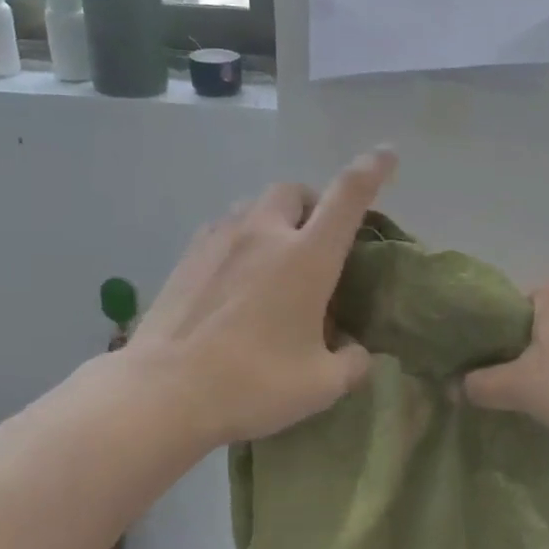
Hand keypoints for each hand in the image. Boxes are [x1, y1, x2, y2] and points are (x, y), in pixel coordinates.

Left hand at [126, 149, 395, 447]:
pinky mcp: (187, 258)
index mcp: (307, 257)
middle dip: (313, 204)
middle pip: (294, 190)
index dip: (372, 170)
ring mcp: (219, 241)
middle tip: (318, 242)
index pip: (348, 196)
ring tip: (276, 259)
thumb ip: (352, 362)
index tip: (387, 154)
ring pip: (254, 205)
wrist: (162, 394)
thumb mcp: (322, 385)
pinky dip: (241, 237)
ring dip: (274, 219)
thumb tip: (356, 351)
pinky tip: (238, 275)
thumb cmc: (253, 384)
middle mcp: (264, 234)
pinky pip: (223, 227)